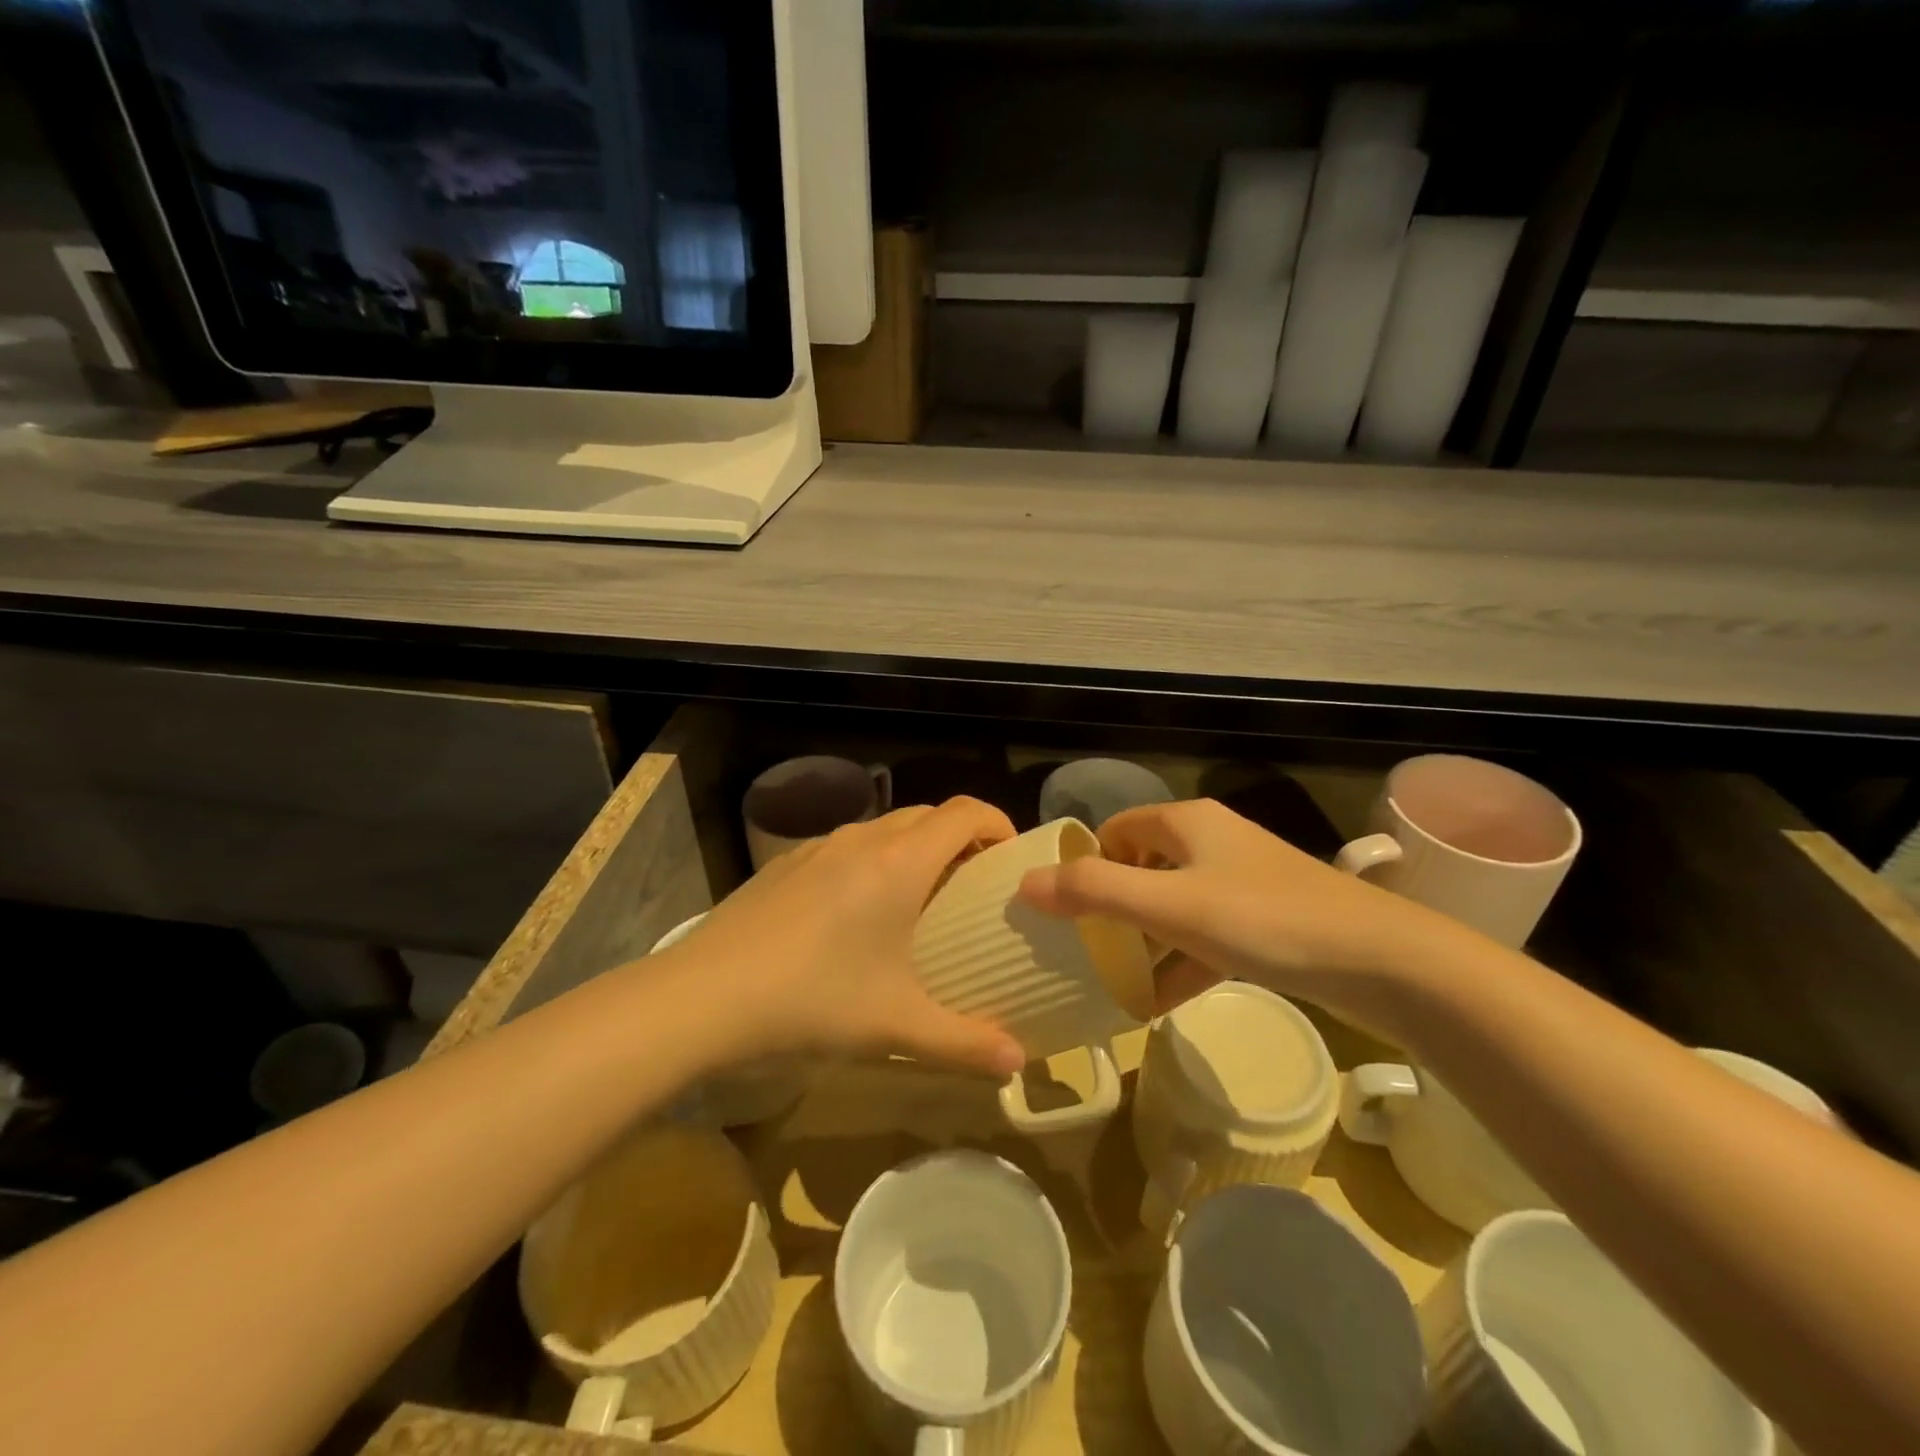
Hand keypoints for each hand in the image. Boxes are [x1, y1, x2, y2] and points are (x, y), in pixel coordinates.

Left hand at [654, 798, 1028, 1078]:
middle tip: (971, 887)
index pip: (965, 812)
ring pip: (883, 828)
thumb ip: (965, 1043)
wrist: (705, 995)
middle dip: (959, 839)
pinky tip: (852, 916)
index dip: (996, 823)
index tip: (1009, 858)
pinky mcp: (785, 864)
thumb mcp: (897, 1025)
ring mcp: (818, 847)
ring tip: (917, 902)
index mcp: (900, 862)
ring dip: (913, 849)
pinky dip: (871, 862)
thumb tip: (1018, 1062)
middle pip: (927, 815)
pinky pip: (845, 846)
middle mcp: (862, 840)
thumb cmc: (815, 998)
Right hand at [1017, 798, 1456, 1025]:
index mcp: (1186, 823)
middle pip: (1142, 867)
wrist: (1382, 960)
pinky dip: (1179, 963)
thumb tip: (1024, 884)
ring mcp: (1241, 882)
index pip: (1115, 830)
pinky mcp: (1265, 921)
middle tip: (1079, 949)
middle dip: (1110, 908)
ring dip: (1143, 941)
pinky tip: (1155, 1004)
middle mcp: (1211, 842)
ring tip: (1108, 982)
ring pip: (1173, 905)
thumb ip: (1094, 893)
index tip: (1060, 908)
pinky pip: (1205, 936)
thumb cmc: (1263, 919)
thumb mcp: (1169, 906)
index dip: (1084, 863)